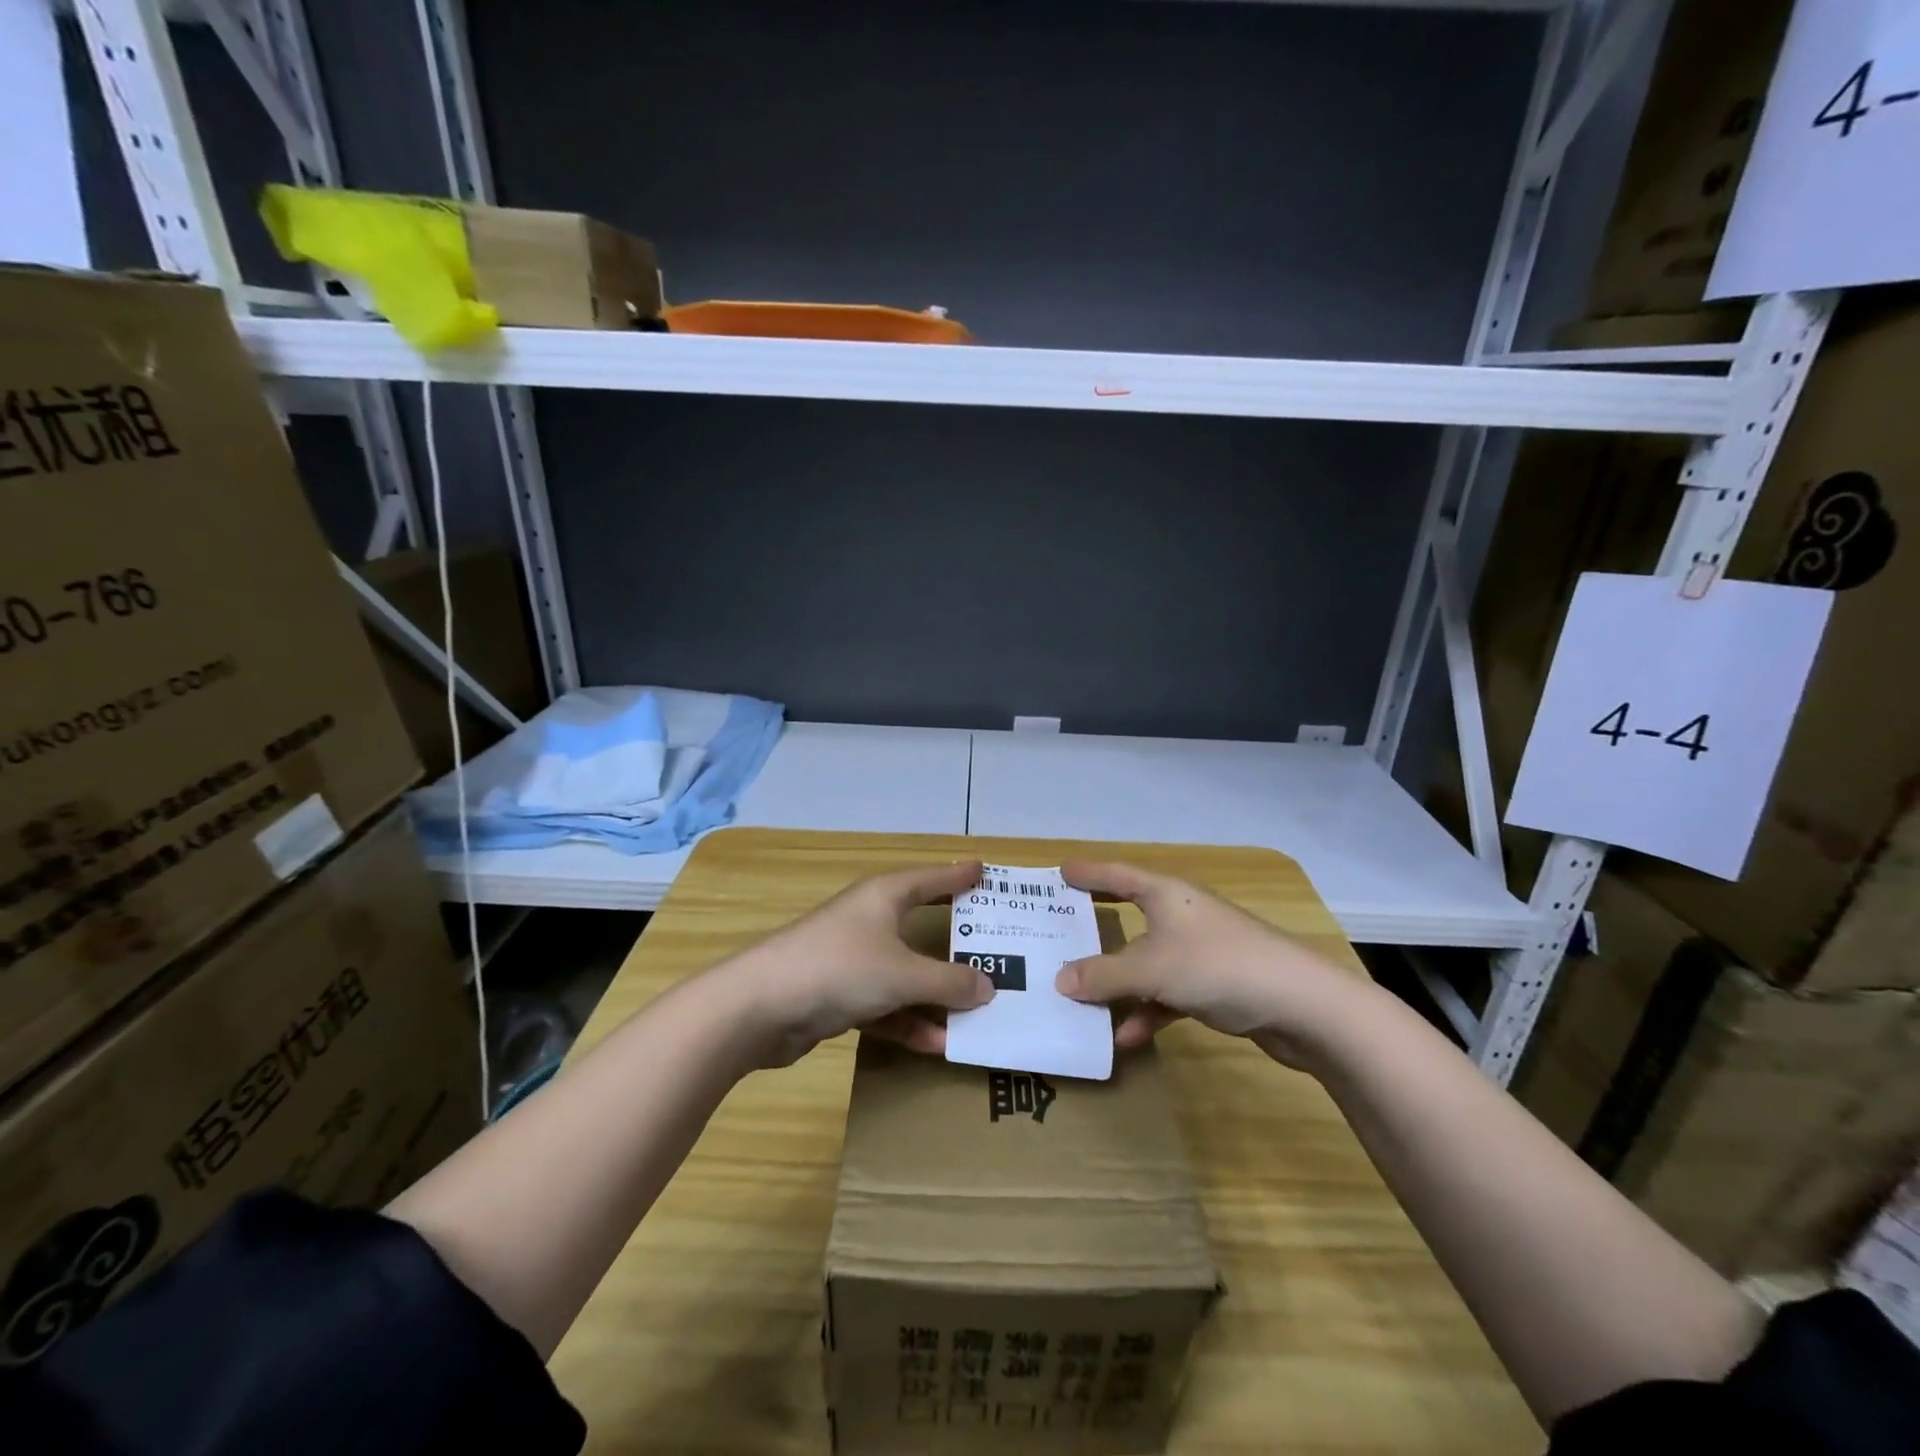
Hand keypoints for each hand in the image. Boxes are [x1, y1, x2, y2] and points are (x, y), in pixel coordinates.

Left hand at [713, 861, 995, 1065]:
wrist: (760, 1007)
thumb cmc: (839, 968)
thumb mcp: (903, 974)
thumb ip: (949, 981)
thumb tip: (989, 988)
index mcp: (884, 897)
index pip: (931, 878)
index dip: (958, 875)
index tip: (984, 870)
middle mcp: (869, 920)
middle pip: (921, 925)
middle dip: (955, 940)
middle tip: (995, 945)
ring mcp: (852, 959)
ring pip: (905, 972)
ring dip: (936, 994)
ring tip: (978, 1011)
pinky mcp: (838, 994)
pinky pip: (885, 1005)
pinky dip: (908, 1022)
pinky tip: (937, 1044)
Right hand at [1053, 861, 1370, 1067]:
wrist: (1303, 1006)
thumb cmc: (1218, 966)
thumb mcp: (1152, 968)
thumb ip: (1103, 975)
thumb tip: (1059, 980)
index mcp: (1166, 895)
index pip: (1117, 874)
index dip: (1088, 873)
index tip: (1059, 871)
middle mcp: (1182, 916)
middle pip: (1129, 917)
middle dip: (1096, 930)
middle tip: (1059, 932)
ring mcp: (1201, 951)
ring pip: (1147, 962)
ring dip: (1119, 984)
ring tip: (1081, 1002)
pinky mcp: (1217, 985)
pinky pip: (1168, 993)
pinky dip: (1148, 1011)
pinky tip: (1128, 1038)